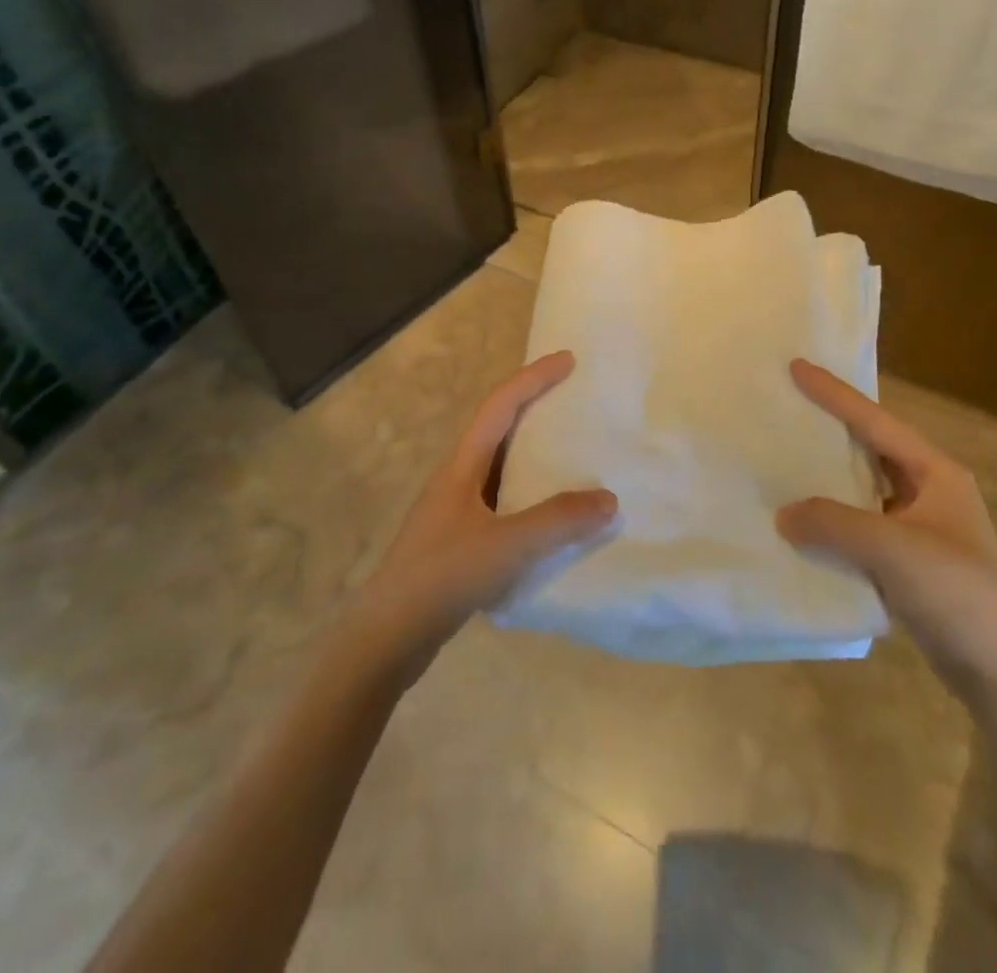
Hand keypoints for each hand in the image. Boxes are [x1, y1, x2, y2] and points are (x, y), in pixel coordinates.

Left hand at [357, 351, 617, 661]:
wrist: (387, 637)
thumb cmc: (443, 576)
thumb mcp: (507, 545)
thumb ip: (559, 521)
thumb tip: (609, 500)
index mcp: (462, 464)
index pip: (500, 404)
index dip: (534, 377)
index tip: (568, 360)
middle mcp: (457, 477)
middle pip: (498, 426)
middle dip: (534, 405)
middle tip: (574, 398)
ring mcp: (455, 509)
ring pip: (501, 465)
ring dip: (533, 450)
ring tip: (572, 450)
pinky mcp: (459, 539)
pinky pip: (503, 499)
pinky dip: (530, 492)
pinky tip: (551, 513)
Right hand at [776, 359, 996, 697]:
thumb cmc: (959, 593)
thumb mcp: (894, 549)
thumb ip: (834, 523)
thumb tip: (783, 514)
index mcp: (936, 472)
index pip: (876, 421)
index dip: (835, 394)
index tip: (796, 367)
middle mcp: (928, 491)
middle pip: (870, 447)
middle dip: (830, 428)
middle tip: (786, 407)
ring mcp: (918, 527)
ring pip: (863, 488)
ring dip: (827, 477)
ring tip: (783, 459)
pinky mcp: (908, 562)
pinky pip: (860, 526)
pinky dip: (832, 520)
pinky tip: (801, 522)